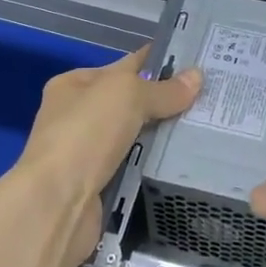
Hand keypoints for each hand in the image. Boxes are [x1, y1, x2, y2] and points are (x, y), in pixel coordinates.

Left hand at [18, 46, 200, 265]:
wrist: (57, 202)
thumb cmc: (86, 134)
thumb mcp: (128, 96)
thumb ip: (163, 89)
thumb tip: (196, 77)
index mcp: (74, 85)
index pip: (124, 67)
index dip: (158, 64)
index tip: (196, 66)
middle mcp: (77, 115)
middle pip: (131, 103)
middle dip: (165, 102)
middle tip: (208, 101)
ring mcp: (86, 152)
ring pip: (135, 137)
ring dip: (162, 136)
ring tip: (205, 129)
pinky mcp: (98, 184)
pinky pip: (134, 166)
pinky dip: (153, 164)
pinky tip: (182, 161)